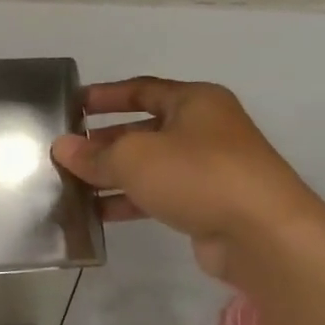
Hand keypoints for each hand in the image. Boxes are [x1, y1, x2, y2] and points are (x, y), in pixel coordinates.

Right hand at [51, 77, 324, 283]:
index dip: (104, 96)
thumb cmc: (197, 175)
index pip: (141, 89)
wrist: (262, 234)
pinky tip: (96, 213)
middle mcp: (203, 129)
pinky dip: (128, 201)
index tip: (71, 106)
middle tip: (64, 153)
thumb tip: (62, 148)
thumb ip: (94, 153)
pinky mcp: (206, 204)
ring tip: (71, 185)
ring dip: (111, 175)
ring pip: (148, 166)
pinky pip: (157, 195)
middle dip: (102, 141)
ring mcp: (208, 169)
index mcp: (194, 101)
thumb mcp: (134, 157)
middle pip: (142, 129)